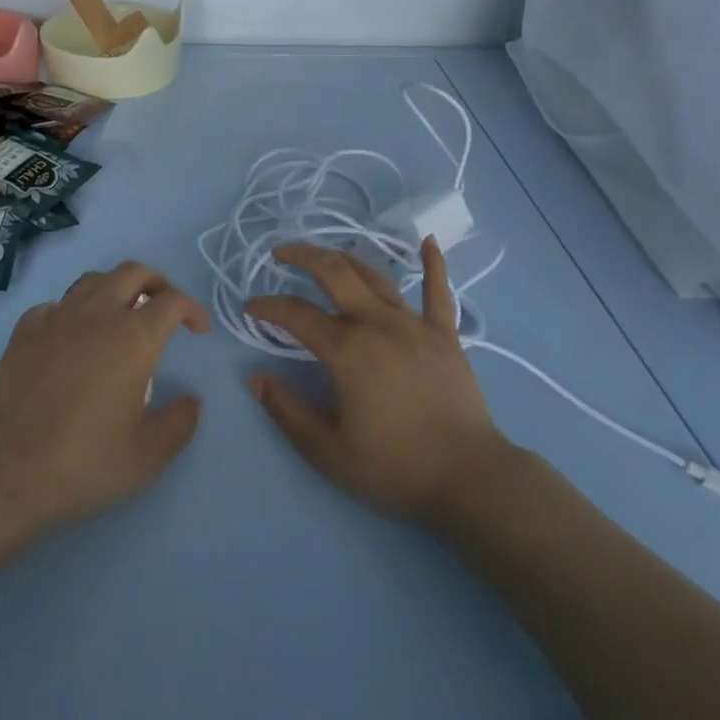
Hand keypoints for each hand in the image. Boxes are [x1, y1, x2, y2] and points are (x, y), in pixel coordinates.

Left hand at [0, 262, 209, 557]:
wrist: (6, 472)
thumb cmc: (84, 462)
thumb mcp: (147, 456)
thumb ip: (179, 423)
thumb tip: (192, 401)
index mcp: (134, 338)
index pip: (172, 301)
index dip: (192, 309)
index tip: (198, 330)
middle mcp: (98, 315)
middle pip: (133, 272)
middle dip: (156, 282)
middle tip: (163, 307)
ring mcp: (57, 319)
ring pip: (92, 280)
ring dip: (114, 288)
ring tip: (120, 314)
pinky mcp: (24, 333)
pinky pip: (54, 305)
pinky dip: (70, 310)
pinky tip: (70, 335)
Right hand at [245, 239, 515, 528]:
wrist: (469, 478)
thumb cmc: (395, 467)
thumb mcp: (329, 451)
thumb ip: (287, 412)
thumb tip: (254, 378)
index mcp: (347, 350)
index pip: (296, 315)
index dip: (267, 307)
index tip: (250, 307)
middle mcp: (378, 324)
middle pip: (335, 273)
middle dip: (302, 256)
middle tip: (280, 254)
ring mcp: (415, 324)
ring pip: (375, 276)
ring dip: (346, 258)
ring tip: (325, 255)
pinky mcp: (445, 334)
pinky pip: (438, 291)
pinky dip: (433, 264)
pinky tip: (428, 241)